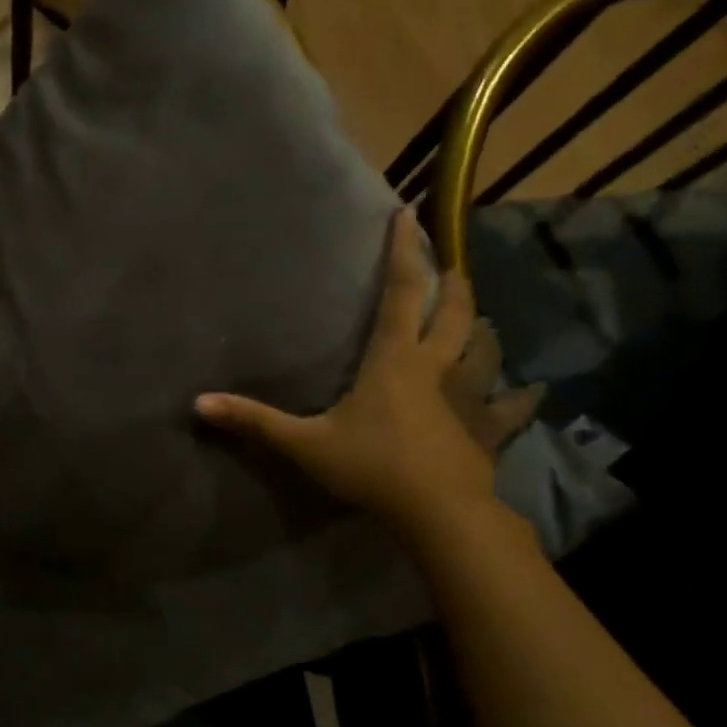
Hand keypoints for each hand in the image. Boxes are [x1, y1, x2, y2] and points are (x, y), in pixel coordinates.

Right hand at [195, 210, 541, 547]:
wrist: (438, 512)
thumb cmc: (371, 468)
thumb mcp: (305, 444)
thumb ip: (255, 422)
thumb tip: (198, 404)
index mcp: (395, 359)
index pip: (403, 291)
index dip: (404, 251)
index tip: (408, 215)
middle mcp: (437, 366)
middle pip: (455, 310)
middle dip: (452, 280)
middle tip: (450, 261)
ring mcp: (469, 396)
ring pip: (485, 348)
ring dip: (482, 328)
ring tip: (479, 319)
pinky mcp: (486, 428)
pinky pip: (510, 406)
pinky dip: (519, 397)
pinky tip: (529, 393)